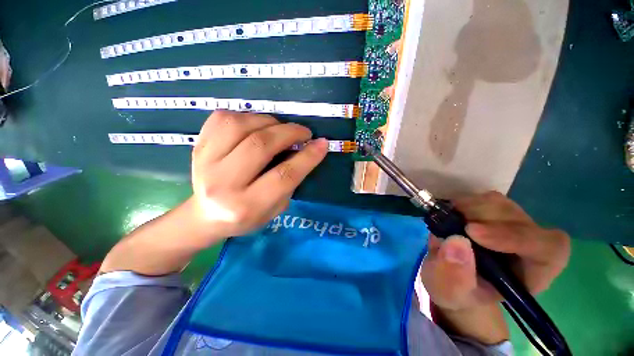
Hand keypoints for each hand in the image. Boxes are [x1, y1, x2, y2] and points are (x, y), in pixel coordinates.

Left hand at [190, 110, 327, 241]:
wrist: (206, 215)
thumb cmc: (247, 216)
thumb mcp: (276, 208)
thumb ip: (290, 181)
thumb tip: (305, 150)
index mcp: (246, 206)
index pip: (283, 176)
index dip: (307, 157)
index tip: (322, 143)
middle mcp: (223, 183)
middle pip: (261, 146)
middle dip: (289, 133)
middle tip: (303, 133)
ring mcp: (205, 161)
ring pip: (241, 125)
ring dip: (269, 122)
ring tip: (279, 129)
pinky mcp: (197, 146)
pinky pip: (223, 118)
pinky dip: (246, 116)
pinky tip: (256, 126)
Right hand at [420, 191, 570, 311]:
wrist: (449, 276)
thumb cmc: (456, 291)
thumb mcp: (450, 292)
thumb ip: (455, 277)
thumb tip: (456, 242)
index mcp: (531, 273)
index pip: (548, 248)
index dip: (515, 236)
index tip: (472, 232)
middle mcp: (528, 244)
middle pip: (519, 218)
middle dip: (481, 218)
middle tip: (450, 224)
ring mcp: (510, 224)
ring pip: (499, 203)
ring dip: (468, 208)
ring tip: (447, 221)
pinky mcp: (491, 212)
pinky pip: (481, 198)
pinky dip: (461, 203)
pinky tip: (449, 215)